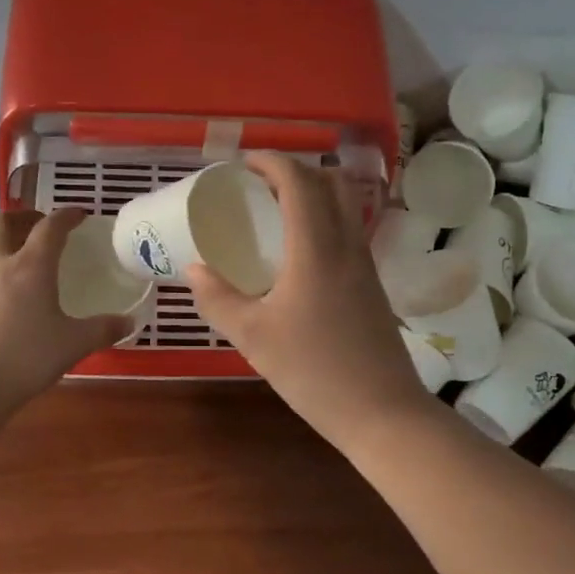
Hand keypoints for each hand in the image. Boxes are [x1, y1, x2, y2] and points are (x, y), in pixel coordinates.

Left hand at [0, 208, 131, 423]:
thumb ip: (104, 329)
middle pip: (1, 221)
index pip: (50, 227)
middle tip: (42, 227)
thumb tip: (131, 321)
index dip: (66, 215)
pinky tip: (9, 292)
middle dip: (22, 215)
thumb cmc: (27, 358)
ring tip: (22, 252)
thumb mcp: (75, 344)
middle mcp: (1, 266)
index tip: (80, 214)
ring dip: (2, 237)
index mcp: (31, 266)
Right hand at [187, 154, 434, 449]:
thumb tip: (193, 269)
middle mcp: (346, 246)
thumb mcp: (253, 337)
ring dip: (314, 194)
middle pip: (330, 184)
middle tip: (259, 184)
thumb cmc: (313, 372)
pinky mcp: (373, 286)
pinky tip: (301, 251)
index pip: (299, 182)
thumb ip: (218, 299)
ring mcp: (365, 265)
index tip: (243, 164)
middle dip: (295, 171)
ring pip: (346, 207)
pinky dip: (325, 220)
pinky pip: (349, 232)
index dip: (272, 162)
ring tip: (277, 212)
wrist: (381, 411)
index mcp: (316, 250)